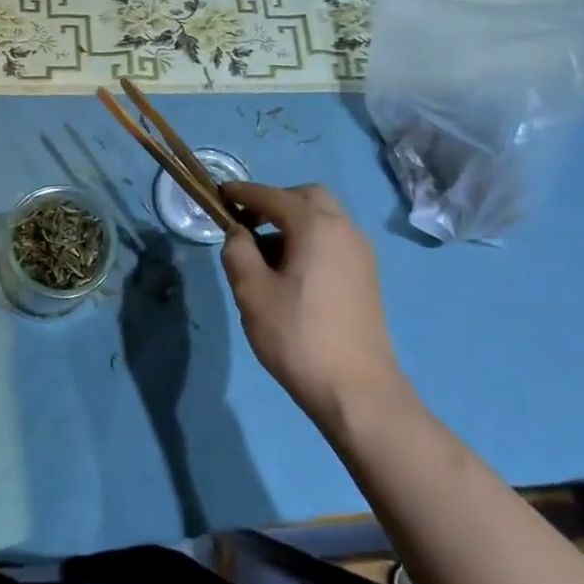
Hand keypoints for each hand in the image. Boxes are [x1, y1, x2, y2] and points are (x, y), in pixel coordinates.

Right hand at [221, 183, 411, 425]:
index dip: (242, 193)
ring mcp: (361, 253)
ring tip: (264, 254)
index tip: (218, 194)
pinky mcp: (366, 275)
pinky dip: (309, 239)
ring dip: (292, 222)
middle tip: (246, 224)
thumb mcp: (251, 291)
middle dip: (273, 202)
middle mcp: (344, 229)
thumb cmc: (297, 335)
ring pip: (323, 218)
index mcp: (316, 226)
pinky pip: (333, 239)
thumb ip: (237, 251)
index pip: (272, 196)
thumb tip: (238, 234)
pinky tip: (290, 272)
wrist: (356, 390)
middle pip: (307, 197)